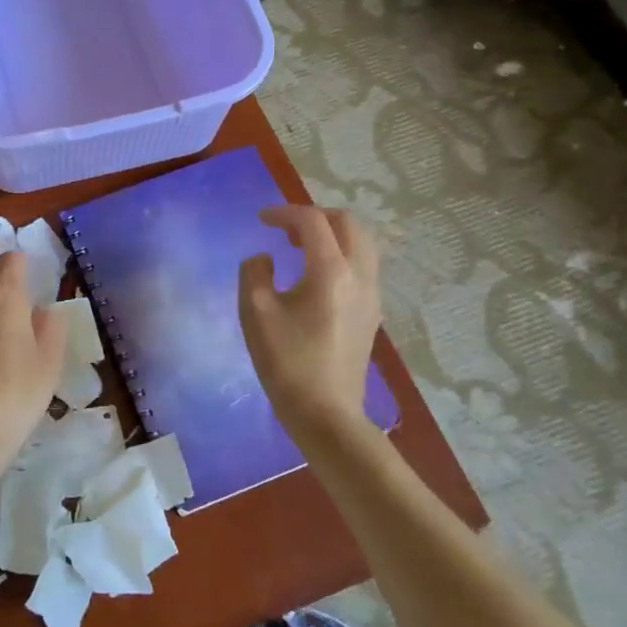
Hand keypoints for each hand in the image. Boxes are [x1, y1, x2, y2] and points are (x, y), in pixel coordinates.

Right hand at [238, 206, 381, 442]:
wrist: (326, 414)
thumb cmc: (287, 362)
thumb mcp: (255, 313)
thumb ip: (254, 273)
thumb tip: (265, 259)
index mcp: (331, 271)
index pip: (313, 222)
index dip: (285, 213)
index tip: (260, 220)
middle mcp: (359, 275)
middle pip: (348, 223)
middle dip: (315, 216)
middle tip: (285, 229)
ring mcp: (371, 295)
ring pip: (362, 243)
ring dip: (332, 234)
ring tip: (300, 248)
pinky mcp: (372, 312)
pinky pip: (363, 265)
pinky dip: (341, 254)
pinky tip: (315, 275)